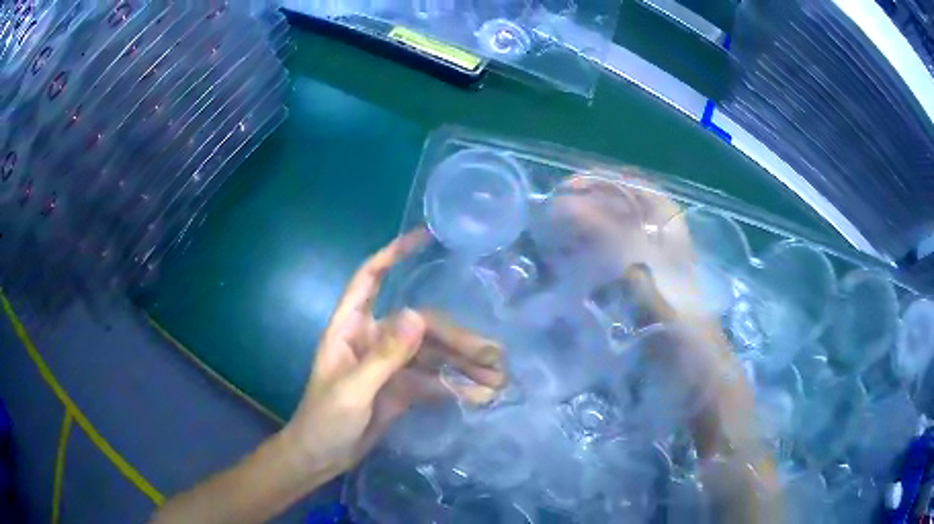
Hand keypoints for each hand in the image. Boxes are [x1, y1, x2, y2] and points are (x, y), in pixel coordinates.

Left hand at [281, 230, 505, 478]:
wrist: (321, 458)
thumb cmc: (324, 421)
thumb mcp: (352, 391)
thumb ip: (384, 356)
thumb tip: (417, 314)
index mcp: (350, 328)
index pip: (370, 278)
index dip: (393, 254)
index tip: (424, 238)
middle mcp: (373, 339)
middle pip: (421, 326)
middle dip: (459, 340)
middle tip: (495, 357)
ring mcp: (390, 365)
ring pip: (433, 355)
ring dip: (465, 367)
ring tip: (499, 380)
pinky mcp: (401, 388)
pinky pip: (433, 380)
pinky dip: (455, 387)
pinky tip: (479, 396)